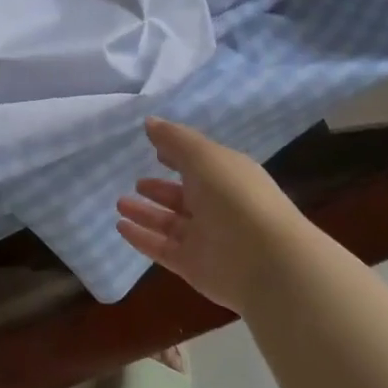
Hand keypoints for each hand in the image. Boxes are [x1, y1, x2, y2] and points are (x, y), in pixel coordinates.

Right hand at [116, 117, 303, 313]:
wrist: (267, 263)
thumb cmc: (236, 197)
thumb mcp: (203, 156)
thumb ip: (174, 139)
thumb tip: (150, 122)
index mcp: (228, 177)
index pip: (200, 164)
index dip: (179, 156)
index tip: (156, 151)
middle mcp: (218, 207)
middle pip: (184, 197)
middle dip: (160, 189)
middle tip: (137, 182)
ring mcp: (206, 239)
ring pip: (170, 223)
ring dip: (146, 213)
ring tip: (120, 203)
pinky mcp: (193, 266)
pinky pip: (162, 248)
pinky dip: (141, 238)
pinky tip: (120, 227)